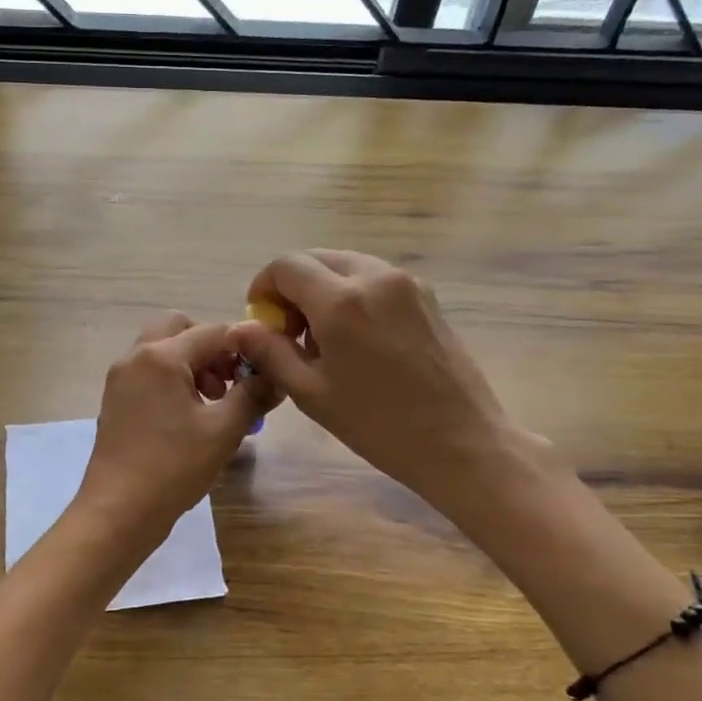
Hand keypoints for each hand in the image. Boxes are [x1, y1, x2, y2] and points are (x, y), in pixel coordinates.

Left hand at [73, 312, 277, 549]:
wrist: (118, 511)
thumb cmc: (173, 467)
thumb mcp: (223, 431)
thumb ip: (253, 395)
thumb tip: (276, 376)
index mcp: (161, 356)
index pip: (213, 331)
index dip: (243, 347)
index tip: (261, 374)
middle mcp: (135, 357)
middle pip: (180, 329)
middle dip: (211, 349)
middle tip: (229, 384)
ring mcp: (120, 378)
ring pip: (163, 350)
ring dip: (192, 364)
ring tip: (213, 403)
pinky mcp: (115, 399)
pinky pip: (149, 372)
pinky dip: (172, 379)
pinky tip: (188, 417)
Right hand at [229, 250, 521, 512]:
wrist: (461, 442)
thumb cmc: (379, 425)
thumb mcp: (311, 393)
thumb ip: (270, 352)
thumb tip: (240, 328)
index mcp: (340, 300)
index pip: (286, 266)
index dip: (264, 287)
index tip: (262, 320)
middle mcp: (374, 276)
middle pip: (316, 258)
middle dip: (293, 287)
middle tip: (290, 332)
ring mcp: (405, 282)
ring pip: (346, 265)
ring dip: (323, 289)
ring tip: (325, 339)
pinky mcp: (426, 295)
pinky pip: (374, 278)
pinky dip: (353, 294)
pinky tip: (358, 339)